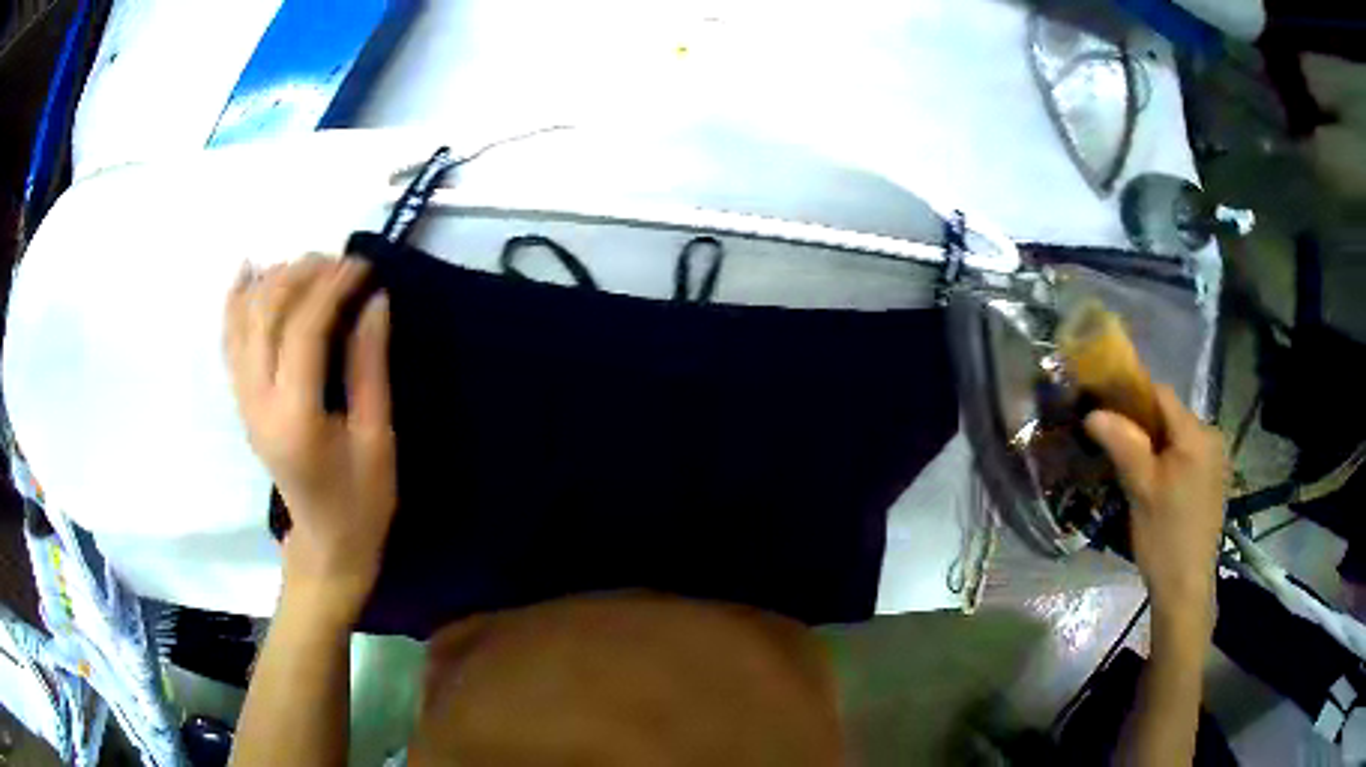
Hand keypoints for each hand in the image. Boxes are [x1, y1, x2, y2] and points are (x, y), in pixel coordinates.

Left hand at [224, 256, 394, 624]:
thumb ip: (369, 367)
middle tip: (340, 262)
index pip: (303, 329)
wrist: (324, 544)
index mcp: (295, 418)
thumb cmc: (360, 502)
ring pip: (242, 318)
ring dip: (273, 279)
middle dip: (302, 273)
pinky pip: (229, 338)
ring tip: (308, 264)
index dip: (333, 287)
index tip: (364, 267)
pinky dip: (236, 298)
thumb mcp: (376, 438)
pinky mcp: (241, 400)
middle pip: (265, 313)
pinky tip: (250, 269)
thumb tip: (374, 300)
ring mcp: (243, 400)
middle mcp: (257, 403)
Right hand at [1085, 385, 1226, 625]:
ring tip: (1132, 469)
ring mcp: (1216, 461)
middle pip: (1170, 416)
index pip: (1161, 395)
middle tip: (1114, 447)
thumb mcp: (1140, 488)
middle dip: (1142, 426)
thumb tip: (1093, 413)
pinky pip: (1187, 457)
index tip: (1105, 411)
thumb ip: (1122, 443)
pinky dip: (1168, 461)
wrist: (1186, 587)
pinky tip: (1155, 486)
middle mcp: (1211, 438)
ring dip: (1155, 445)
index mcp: (1196, 433)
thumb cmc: (1164, 535)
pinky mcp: (1214, 482)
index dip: (1131, 396)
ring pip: (1178, 438)